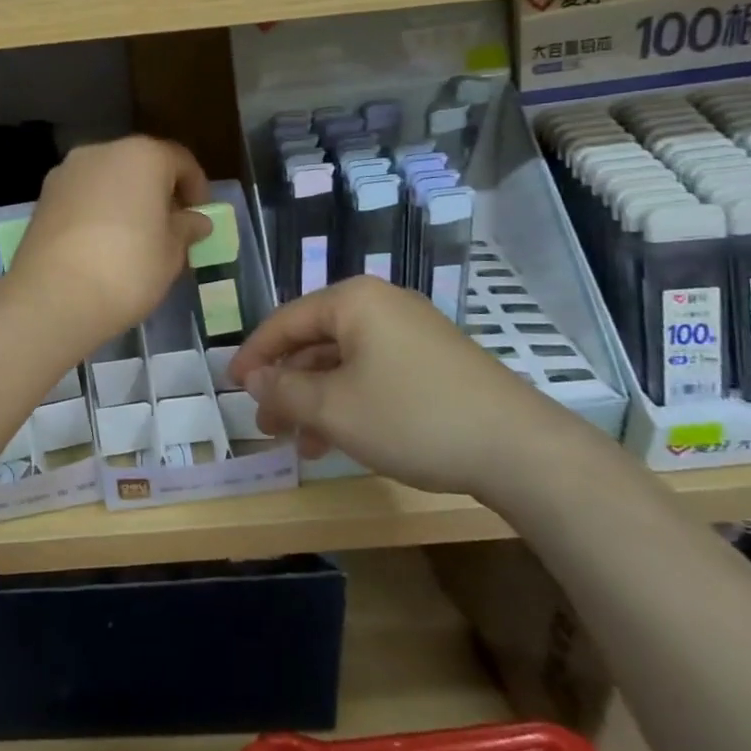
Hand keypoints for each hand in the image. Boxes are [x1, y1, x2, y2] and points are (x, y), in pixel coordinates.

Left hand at [7, 137, 211, 352]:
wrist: (53, 297)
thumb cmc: (128, 269)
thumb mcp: (172, 253)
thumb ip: (186, 229)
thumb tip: (195, 220)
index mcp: (142, 155)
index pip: (180, 161)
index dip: (197, 189)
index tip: (200, 218)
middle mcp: (101, 152)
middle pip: (141, 165)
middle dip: (158, 192)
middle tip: (169, 229)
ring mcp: (66, 172)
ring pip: (108, 179)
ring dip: (125, 200)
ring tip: (135, 240)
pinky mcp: (43, 197)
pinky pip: (82, 197)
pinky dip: (97, 211)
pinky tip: (102, 245)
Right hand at [227, 277, 570, 496]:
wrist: (519, 449)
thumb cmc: (412, 417)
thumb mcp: (333, 408)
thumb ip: (284, 389)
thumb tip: (252, 378)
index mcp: (354, 301)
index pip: (286, 319)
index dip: (254, 354)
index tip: (231, 387)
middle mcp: (382, 305)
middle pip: (315, 341)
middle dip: (286, 384)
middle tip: (266, 424)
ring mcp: (412, 332)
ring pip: (344, 362)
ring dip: (316, 400)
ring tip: (299, 443)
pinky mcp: (434, 361)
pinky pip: (374, 374)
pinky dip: (350, 402)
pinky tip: (339, 440)